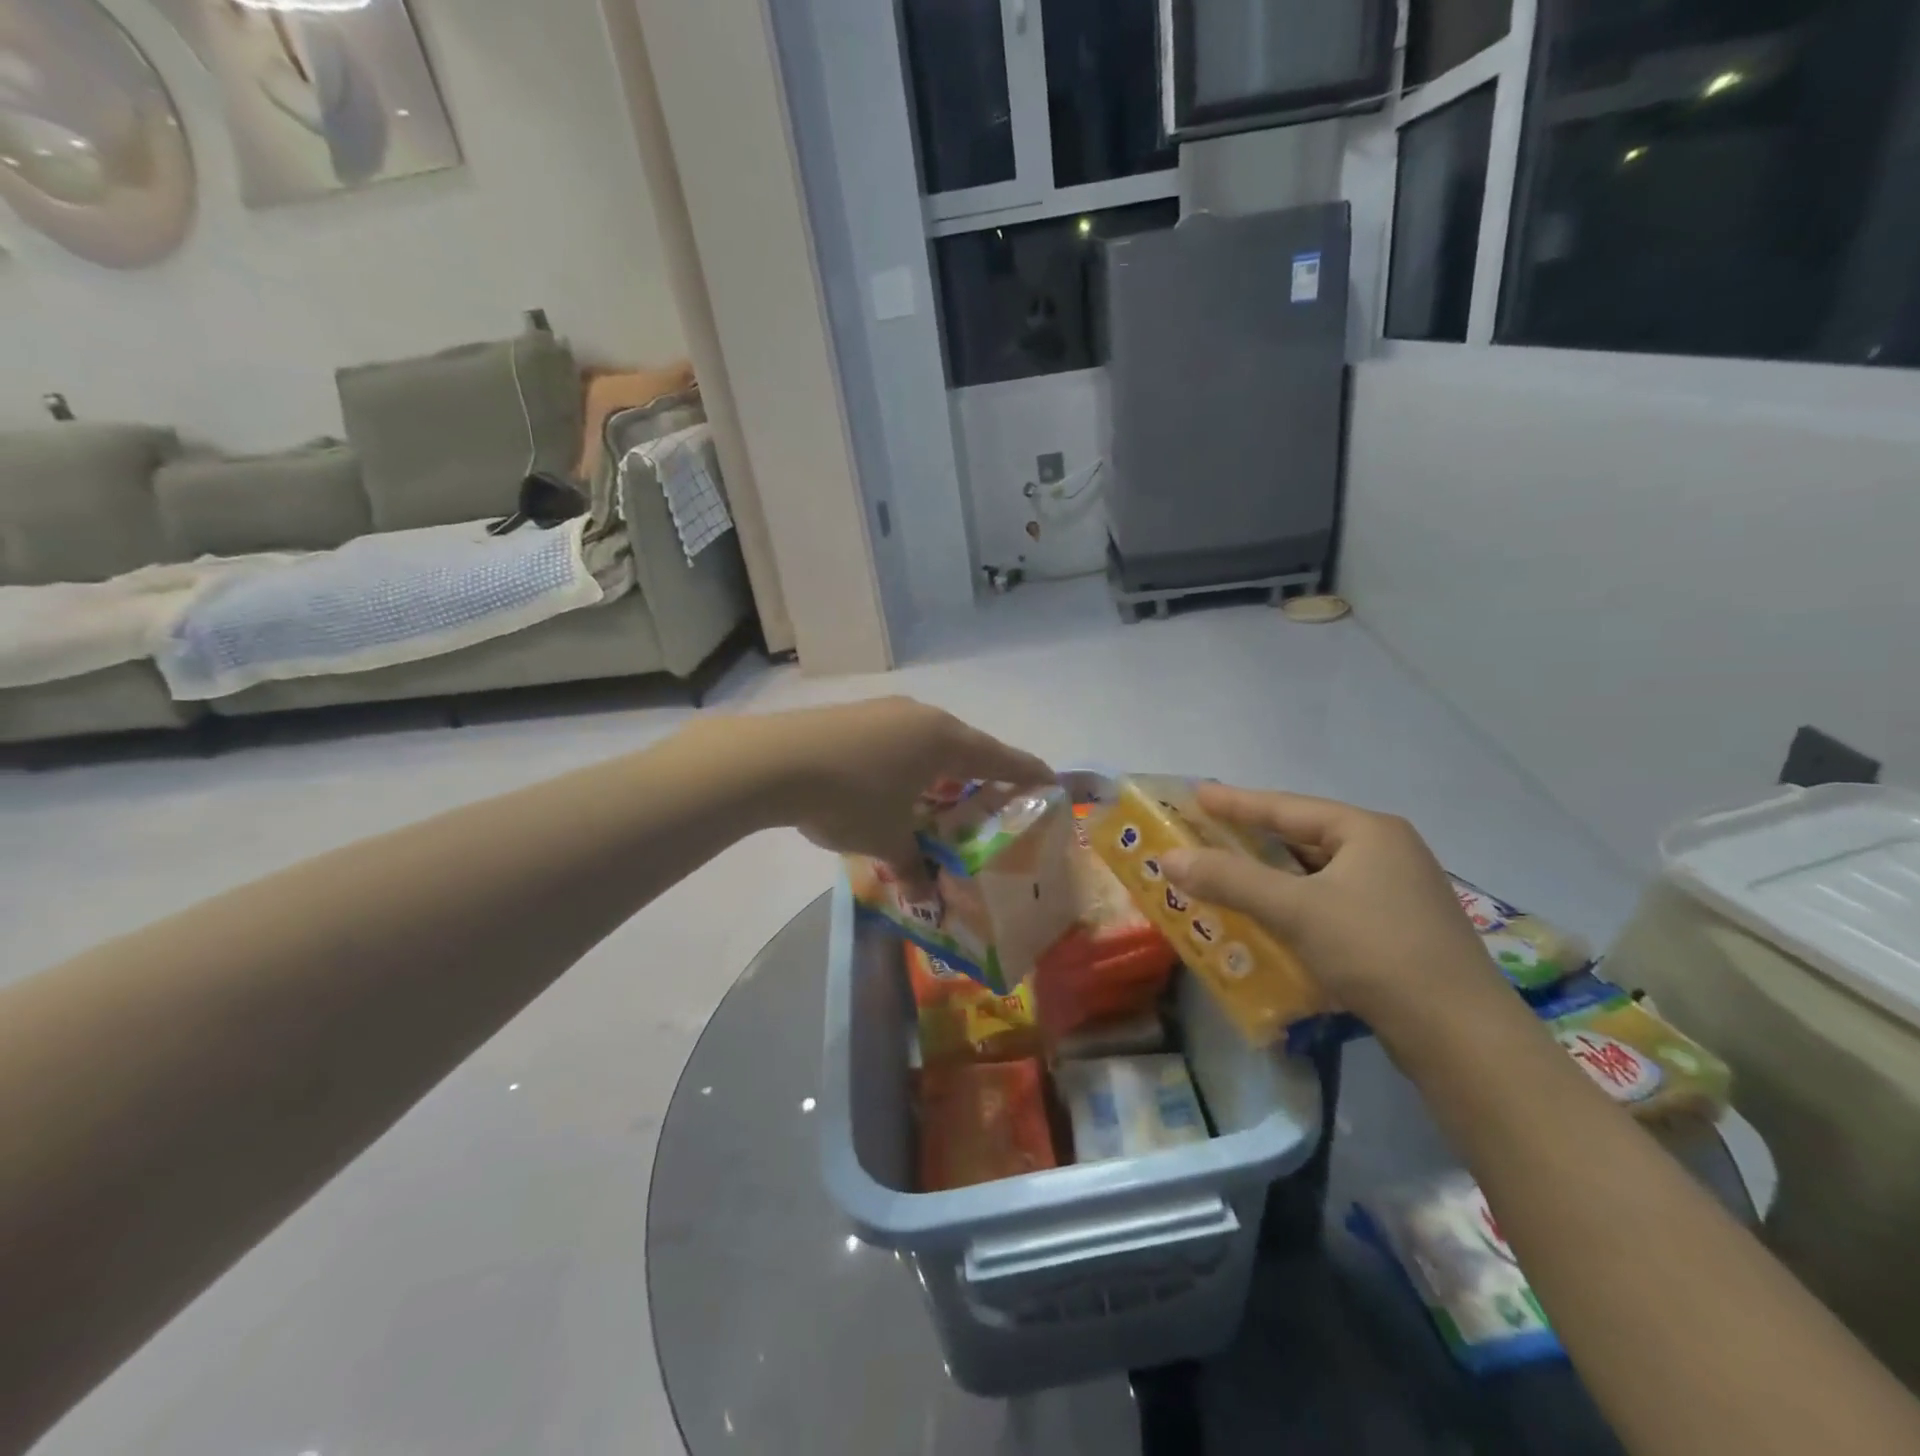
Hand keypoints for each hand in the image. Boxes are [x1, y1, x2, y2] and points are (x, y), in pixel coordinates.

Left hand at [742, 697, 1053, 872]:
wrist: (774, 760)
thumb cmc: (849, 798)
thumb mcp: (886, 840)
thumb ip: (912, 867)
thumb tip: (925, 896)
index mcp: (946, 742)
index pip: (1003, 758)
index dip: (1030, 774)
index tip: (1051, 784)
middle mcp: (923, 718)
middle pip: (967, 747)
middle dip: (980, 776)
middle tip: (989, 804)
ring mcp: (886, 711)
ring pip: (929, 742)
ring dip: (940, 770)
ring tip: (938, 800)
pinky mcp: (855, 715)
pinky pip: (898, 740)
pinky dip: (907, 764)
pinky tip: (890, 787)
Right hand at [1160, 784, 1506, 1045]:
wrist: (1460, 1035)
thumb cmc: (1375, 950)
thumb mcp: (1294, 909)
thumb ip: (1229, 880)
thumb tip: (1169, 859)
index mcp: (1368, 831)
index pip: (1287, 808)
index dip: (1236, 802)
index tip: (1196, 794)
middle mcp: (1387, 852)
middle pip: (1303, 838)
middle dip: (1251, 841)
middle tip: (1206, 836)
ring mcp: (1397, 893)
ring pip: (1317, 875)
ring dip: (1271, 878)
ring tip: (1227, 876)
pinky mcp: (1398, 931)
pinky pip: (1330, 903)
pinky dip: (1295, 906)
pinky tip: (1270, 920)